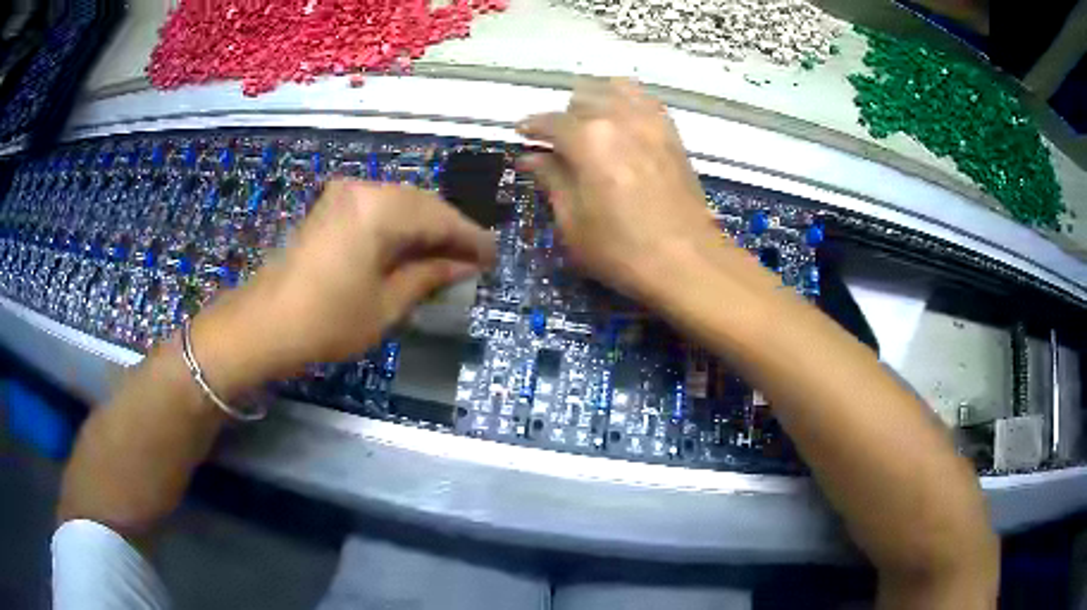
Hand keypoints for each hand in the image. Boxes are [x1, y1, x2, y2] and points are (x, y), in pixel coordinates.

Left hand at [194, 180, 494, 392]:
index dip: (471, 238)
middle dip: (450, 231)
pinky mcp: (331, 207)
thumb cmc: (328, 319)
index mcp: (380, 207)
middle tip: (473, 259)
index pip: (440, 217)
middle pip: (422, 204)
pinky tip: (412, 249)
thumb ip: (429, 276)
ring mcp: (343, 194)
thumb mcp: (387, 304)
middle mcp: (364, 188)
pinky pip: (378, 209)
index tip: (494, 256)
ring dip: (425, 228)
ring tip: (447, 257)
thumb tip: (463, 265)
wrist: (264, 323)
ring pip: (401, 204)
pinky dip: (400, 228)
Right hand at [516, 78, 726, 303]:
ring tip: (590, 124)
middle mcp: (619, 117)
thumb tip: (532, 158)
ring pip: (616, 89)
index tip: (521, 133)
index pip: (550, 121)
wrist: (688, 261)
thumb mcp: (573, 222)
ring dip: (596, 100)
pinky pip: (645, 100)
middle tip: (556, 142)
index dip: (531, 126)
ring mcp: (651, 121)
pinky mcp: (673, 133)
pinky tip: (622, 123)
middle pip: (583, 98)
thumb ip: (551, 180)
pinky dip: (627, 102)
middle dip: (564, 116)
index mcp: (588, 139)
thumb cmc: (621, 250)